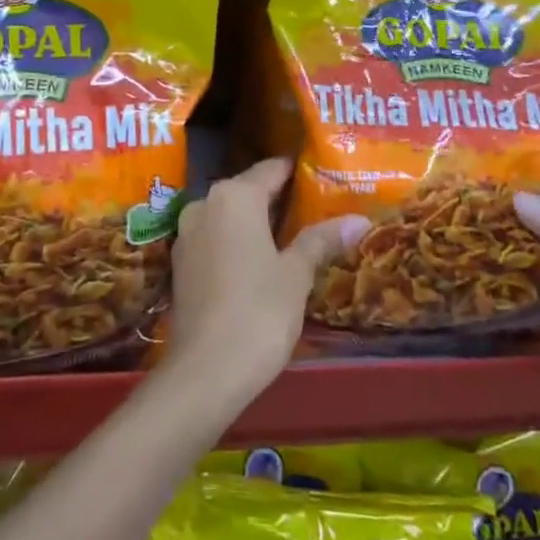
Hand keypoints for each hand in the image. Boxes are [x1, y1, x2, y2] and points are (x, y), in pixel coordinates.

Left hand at [167, 158, 367, 400]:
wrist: (206, 369)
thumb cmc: (259, 311)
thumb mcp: (296, 274)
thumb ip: (321, 240)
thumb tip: (358, 220)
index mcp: (234, 196)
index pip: (271, 169)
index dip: (297, 172)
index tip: (323, 176)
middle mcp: (205, 203)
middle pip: (247, 190)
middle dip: (278, 199)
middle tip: (315, 208)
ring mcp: (187, 232)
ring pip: (229, 215)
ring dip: (256, 222)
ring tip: (293, 235)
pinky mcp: (181, 261)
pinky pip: (215, 237)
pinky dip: (236, 241)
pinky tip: (260, 260)